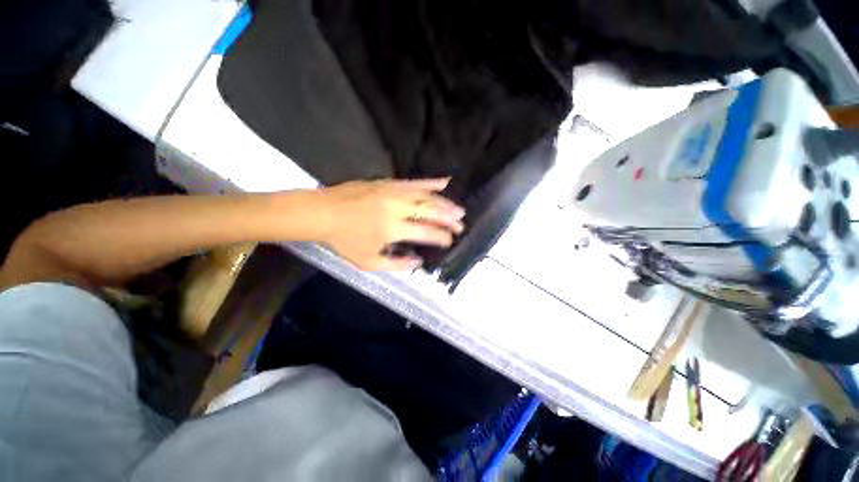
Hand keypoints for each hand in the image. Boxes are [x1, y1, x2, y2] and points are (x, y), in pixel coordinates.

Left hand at [315, 178, 465, 270]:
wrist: (322, 212)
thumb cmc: (345, 240)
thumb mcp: (369, 262)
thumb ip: (397, 265)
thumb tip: (419, 262)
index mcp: (392, 229)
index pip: (427, 232)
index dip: (442, 237)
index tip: (450, 240)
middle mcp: (397, 208)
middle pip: (431, 212)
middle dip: (449, 219)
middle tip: (461, 225)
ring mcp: (393, 192)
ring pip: (427, 196)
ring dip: (446, 203)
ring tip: (459, 210)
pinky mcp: (388, 182)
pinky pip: (414, 181)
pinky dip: (431, 182)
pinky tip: (445, 182)